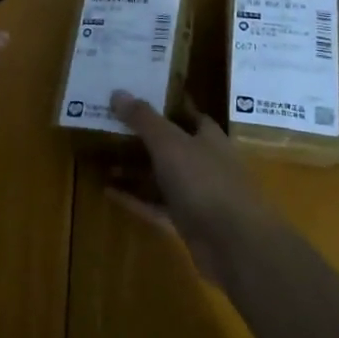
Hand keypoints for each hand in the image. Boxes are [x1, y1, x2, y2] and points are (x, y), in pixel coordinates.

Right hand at [105, 91, 277, 287]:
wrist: (235, 245)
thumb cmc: (205, 181)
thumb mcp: (169, 143)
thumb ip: (143, 119)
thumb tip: (118, 92)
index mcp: (208, 138)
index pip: (188, 115)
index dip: (165, 106)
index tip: (137, 98)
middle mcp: (205, 163)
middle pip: (171, 146)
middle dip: (142, 139)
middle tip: (109, 128)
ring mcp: (197, 195)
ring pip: (161, 177)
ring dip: (135, 170)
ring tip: (103, 161)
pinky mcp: (187, 223)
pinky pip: (155, 206)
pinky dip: (134, 198)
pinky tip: (107, 191)